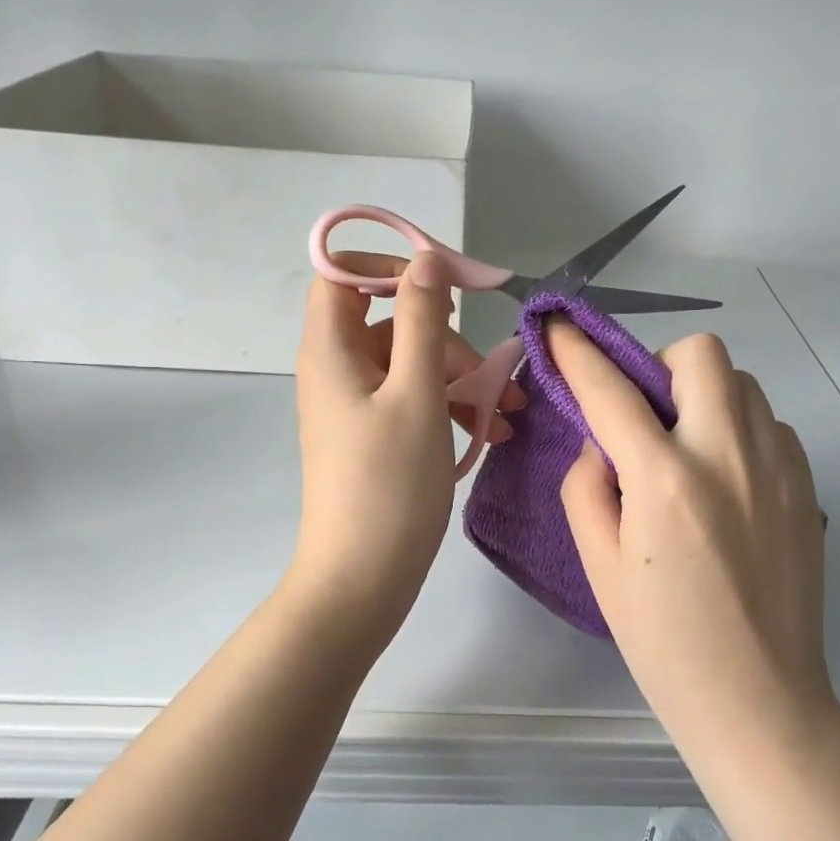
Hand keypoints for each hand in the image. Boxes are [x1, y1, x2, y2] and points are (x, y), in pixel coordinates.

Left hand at [289, 251, 524, 634]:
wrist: (363, 579)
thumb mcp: (417, 394)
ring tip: (508, 415)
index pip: (343, 273)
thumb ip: (421, 321)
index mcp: (331, 350)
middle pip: (391, 321)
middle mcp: (337, 370)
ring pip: (411, 364)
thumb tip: (425, 261)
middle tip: (491, 375)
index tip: (445, 282)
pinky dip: (450, 408)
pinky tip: (489, 434)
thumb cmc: (389, 484)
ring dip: (461, 378)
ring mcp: (355, 405)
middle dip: (448, 339)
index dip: (390, 264)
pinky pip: (413, 401)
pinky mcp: (374, 435)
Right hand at [549, 322, 829, 736]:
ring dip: (703, 397)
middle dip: (660, 365)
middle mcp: (728, 456)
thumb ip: (588, 486)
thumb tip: (603, 442)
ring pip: (742, 383)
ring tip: (687, 449)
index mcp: (666, 481)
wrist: (759, 698)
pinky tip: (725, 480)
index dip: (577, 352)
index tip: (559, 327)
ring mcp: (779, 467)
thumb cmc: (664, 643)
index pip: (610, 390)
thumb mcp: (600, 567)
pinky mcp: (807, 485)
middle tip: (646, 415)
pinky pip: (768, 422)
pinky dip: (738, 429)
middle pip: (701, 354)